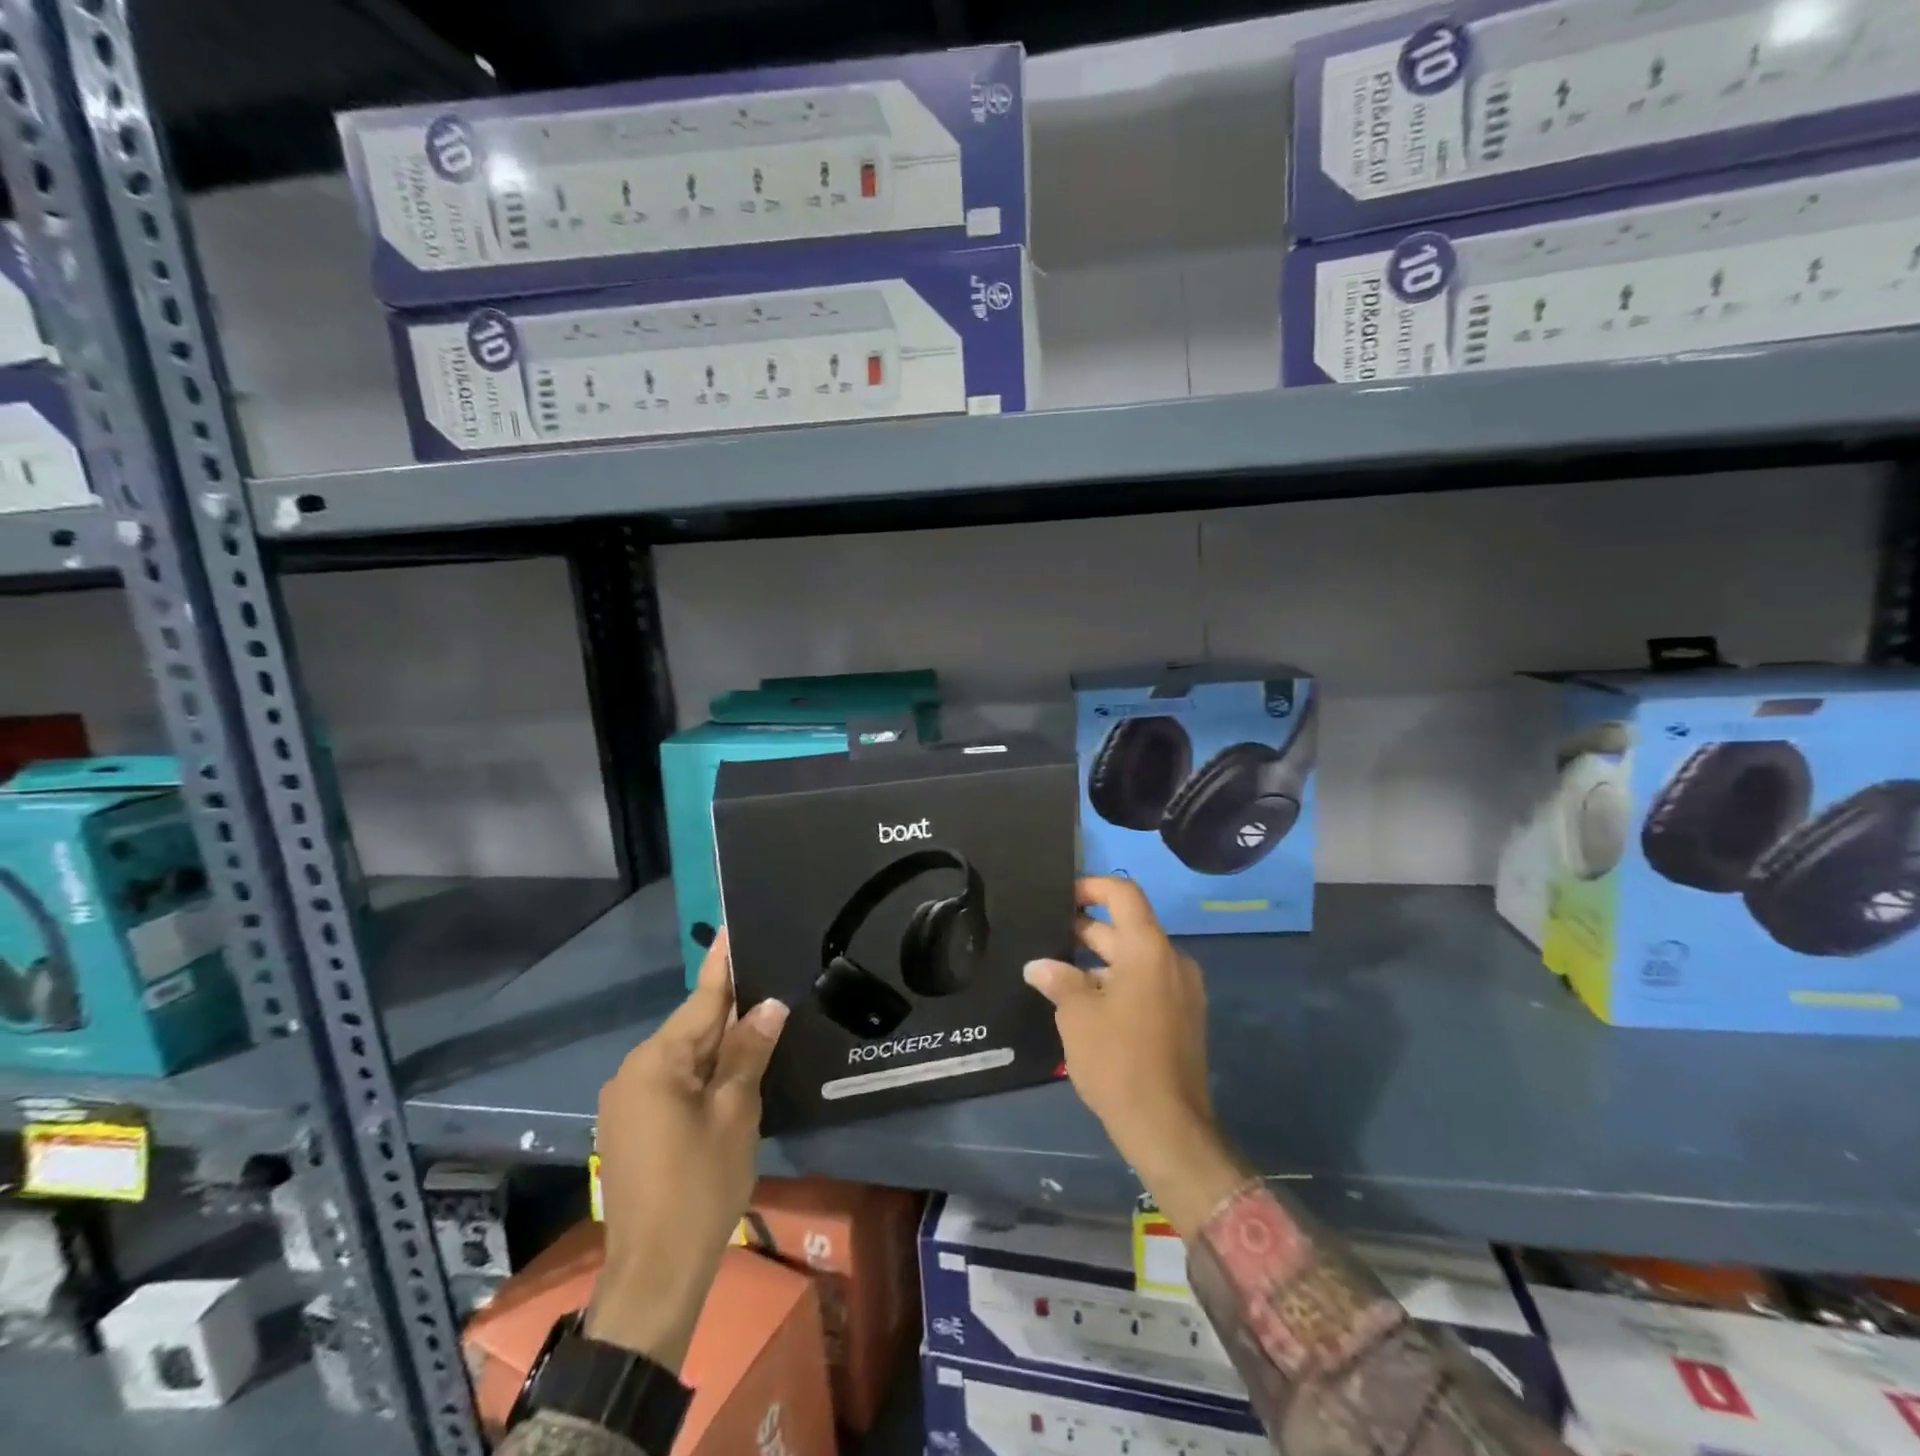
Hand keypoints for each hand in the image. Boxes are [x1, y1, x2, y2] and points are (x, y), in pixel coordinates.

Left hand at [586, 928, 788, 1369]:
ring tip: (763, 1020)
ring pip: (685, 1056)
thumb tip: (769, 1004)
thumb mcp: (735, 1113)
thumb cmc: (700, 1186)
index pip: (702, 999)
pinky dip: (705, 1072)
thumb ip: (749, 1052)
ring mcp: (628, 1099)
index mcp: (657, 1061)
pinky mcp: (631, 1125)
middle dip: (732, 1010)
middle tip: (771, 979)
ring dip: (721, 1044)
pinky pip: (674, 1081)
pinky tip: (735, 1068)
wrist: (654, 1273)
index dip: (724, 963)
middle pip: (694, 1027)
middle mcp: (634, 1070)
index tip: (733, 925)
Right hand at [1023, 878, 1248, 1239]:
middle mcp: (1172, 960)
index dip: (1091, 887)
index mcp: (1149, 949)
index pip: (1123, 893)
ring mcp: (1182, 990)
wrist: (1168, 1128)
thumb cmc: (1118, 1061)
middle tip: (1046, 937)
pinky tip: (1085, 1002)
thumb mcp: (1077, 1016)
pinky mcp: (1183, 1016)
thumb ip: (1058, 980)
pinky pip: (1147, 983)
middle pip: (1127, 927)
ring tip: (1057, 973)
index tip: (1060, 897)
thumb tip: (1038, 965)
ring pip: (1135, 958)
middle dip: (1086, 929)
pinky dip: (1118, 982)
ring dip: (1098, 960)